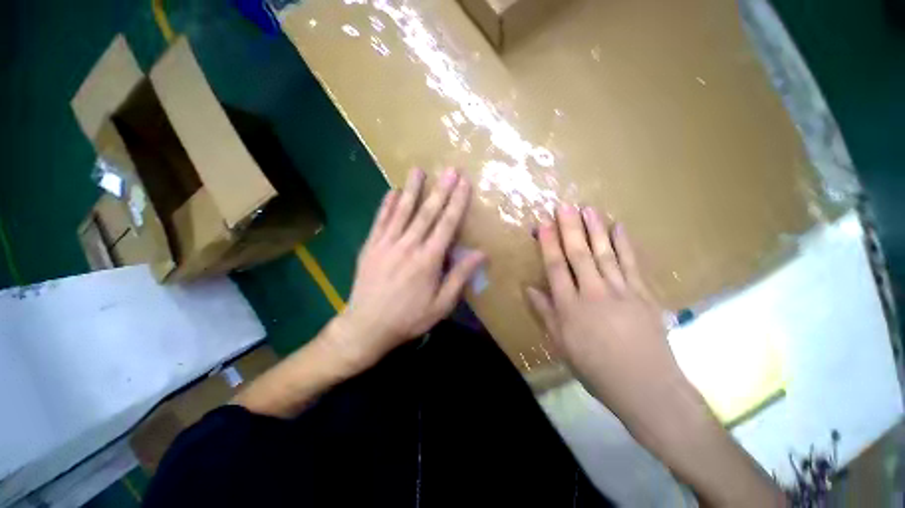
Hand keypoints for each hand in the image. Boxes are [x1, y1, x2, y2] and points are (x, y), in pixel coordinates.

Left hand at [333, 168, 484, 370]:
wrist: (366, 327)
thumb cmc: (408, 318)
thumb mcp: (441, 305)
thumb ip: (459, 277)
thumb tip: (480, 253)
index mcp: (428, 260)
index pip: (446, 225)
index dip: (457, 203)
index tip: (464, 184)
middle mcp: (408, 246)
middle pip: (427, 213)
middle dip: (440, 189)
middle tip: (449, 169)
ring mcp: (386, 243)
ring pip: (402, 211)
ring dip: (412, 189)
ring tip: (418, 170)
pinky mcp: (370, 246)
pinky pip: (380, 220)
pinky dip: (387, 204)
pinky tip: (393, 191)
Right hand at [526, 204, 686, 427]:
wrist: (645, 386)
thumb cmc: (595, 367)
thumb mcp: (560, 344)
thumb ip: (544, 313)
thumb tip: (528, 288)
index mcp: (570, 306)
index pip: (556, 267)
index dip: (548, 244)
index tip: (543, 224)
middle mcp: (593, 292)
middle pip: (579, 254)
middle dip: (570, 228)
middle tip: (564, 205)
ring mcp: (621, 291)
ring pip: (604, 254)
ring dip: (595, 229)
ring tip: (588, 209)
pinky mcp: (642, 294)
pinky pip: (632, 264)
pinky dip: (625, 244)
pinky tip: (619, 227)